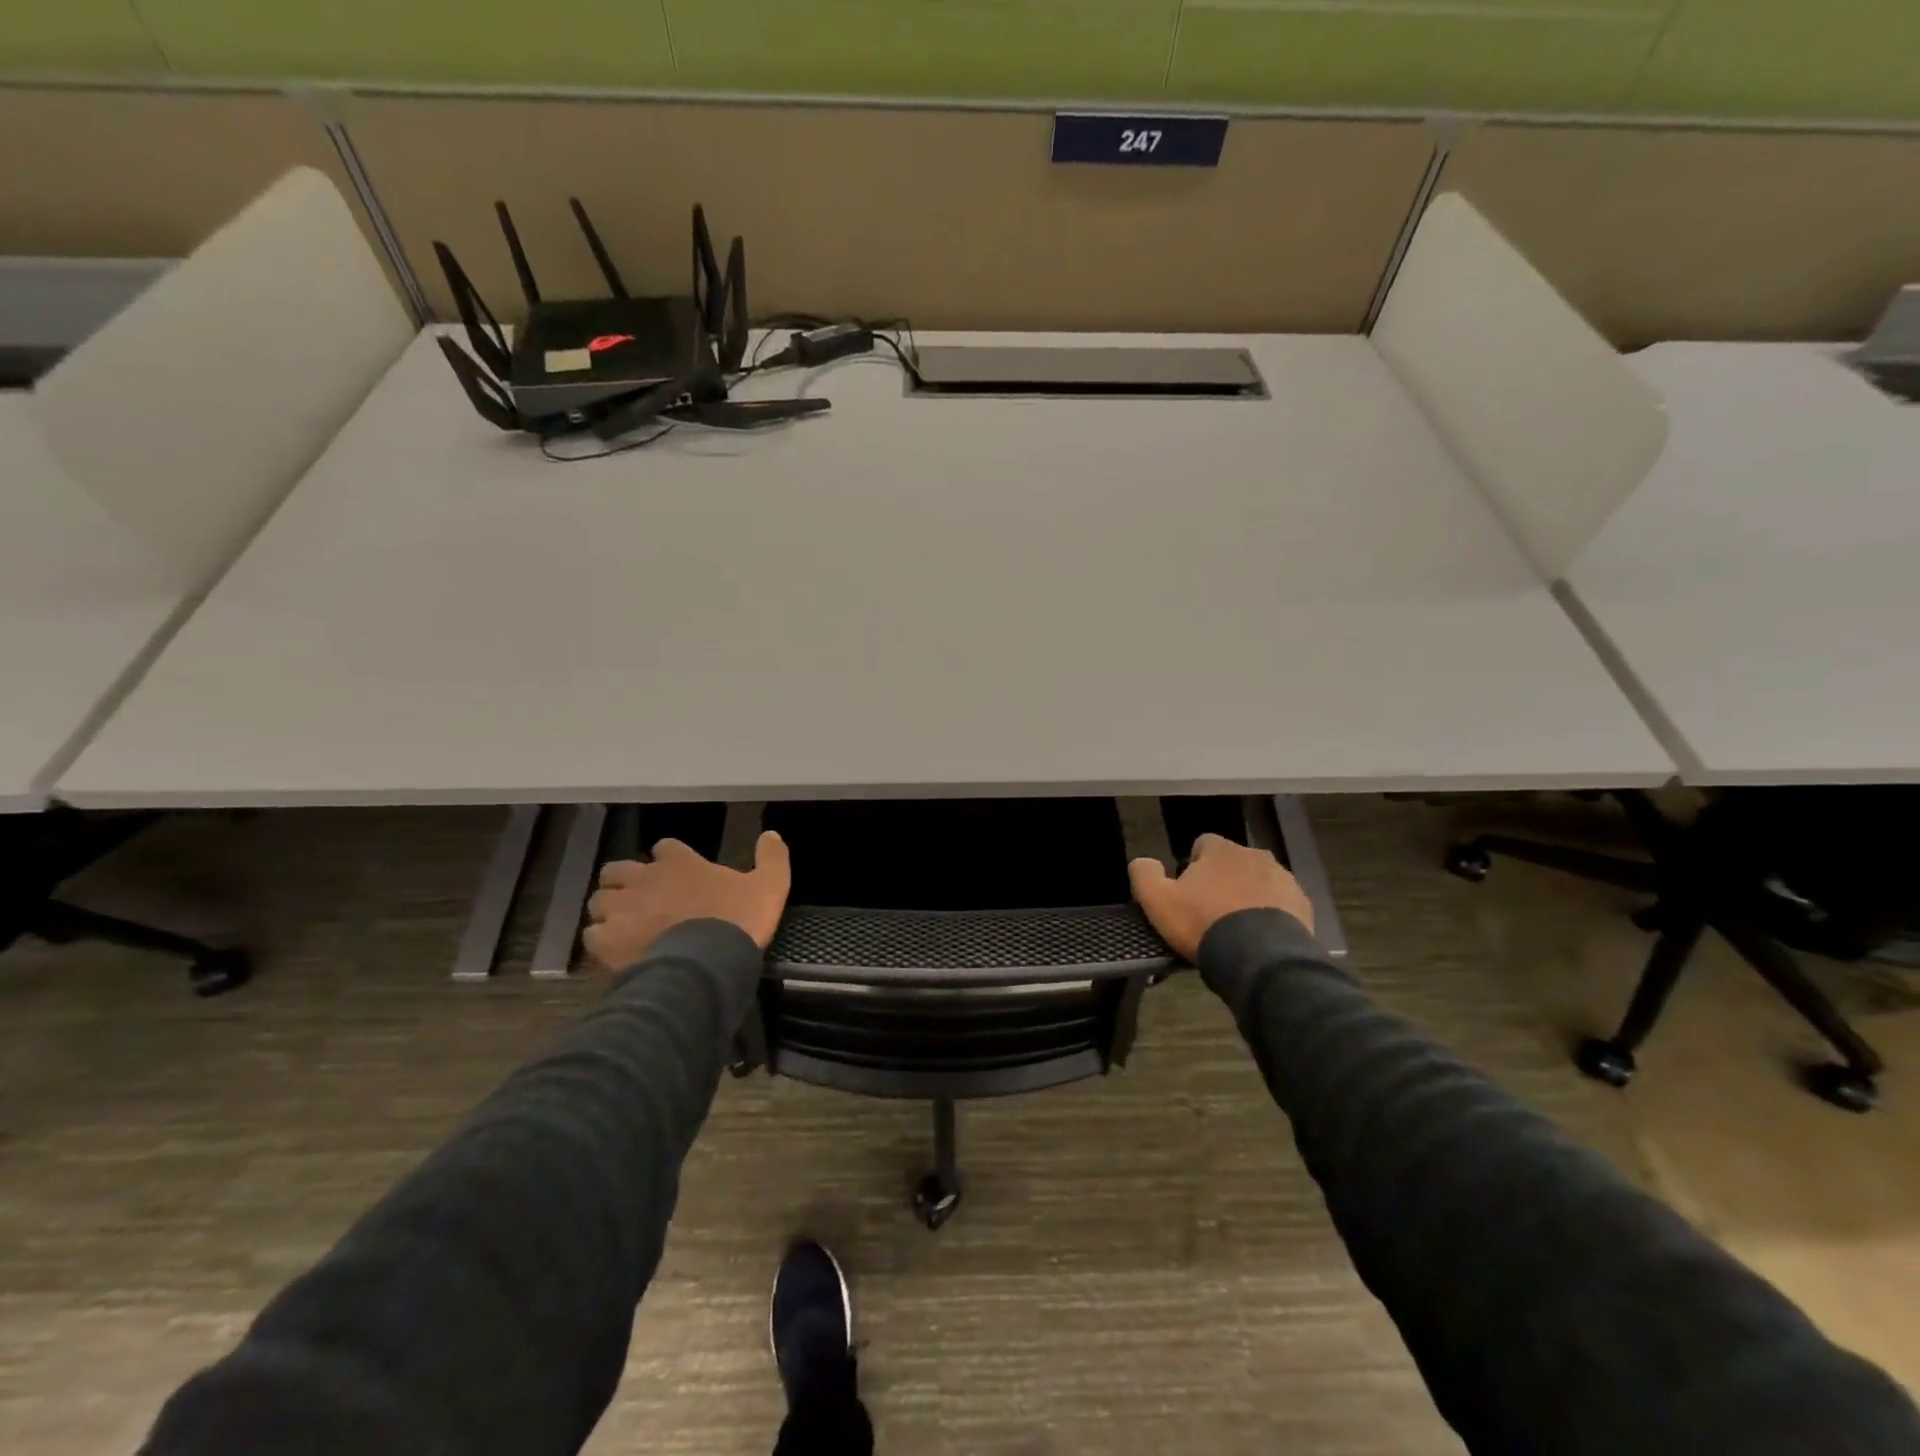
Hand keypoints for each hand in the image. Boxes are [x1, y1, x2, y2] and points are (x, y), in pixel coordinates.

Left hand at [584, 831, 791, 968]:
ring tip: (623, 925)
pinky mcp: (607, 940)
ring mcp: (621, 909)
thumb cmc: (738, 919)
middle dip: (625, 880)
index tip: (677, 870)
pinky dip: (602, 940)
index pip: (664, 847)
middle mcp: (643, 878)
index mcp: (679, 862)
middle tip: (640, 897)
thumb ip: (772, 858)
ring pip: (599, 900)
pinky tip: (616, 951)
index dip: (668, 857)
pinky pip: (593, 935)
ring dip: (609, 909)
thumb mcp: (770, 886)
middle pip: (617, 869)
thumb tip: (772, 834)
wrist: (708, 962)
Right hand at [1128, 833, 1313, 961]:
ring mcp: (1283, 878)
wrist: (1260, 957)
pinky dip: (1271, 914)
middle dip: (1223, 880)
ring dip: (1248, 895)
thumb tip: (1142, 861)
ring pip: (1259, 881)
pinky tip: (1259, 937)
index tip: (1188, 892)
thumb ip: (1144, 874)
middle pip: (1233, 862)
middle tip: (1211, 911)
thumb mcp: (1158, 901)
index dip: (1192, 866)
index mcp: (1221, 849)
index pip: (1202, 844)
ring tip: (1237, 927)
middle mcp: (1254, 855)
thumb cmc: (1204, 922)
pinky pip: (1281, 903)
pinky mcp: (1302, 904)